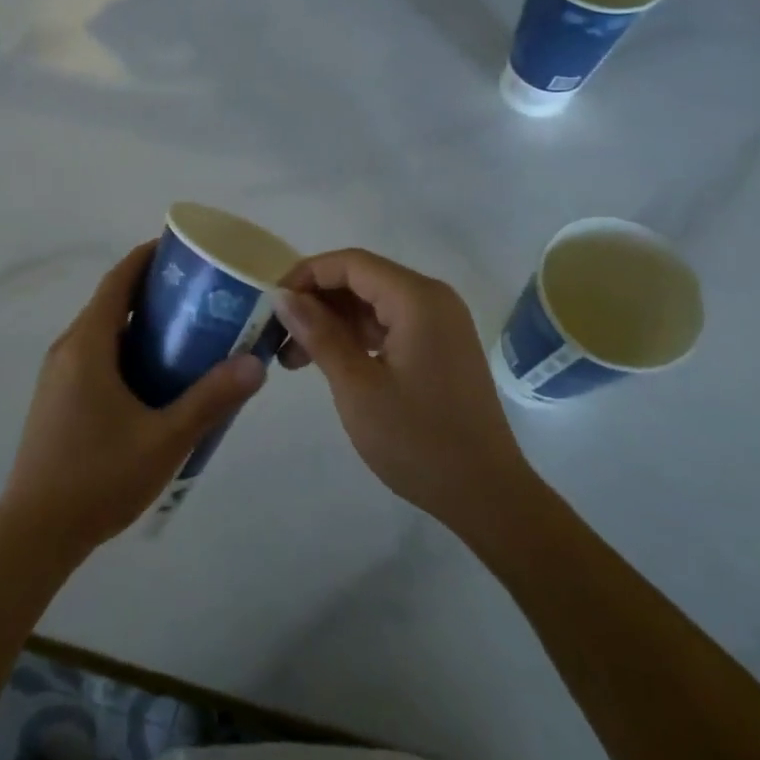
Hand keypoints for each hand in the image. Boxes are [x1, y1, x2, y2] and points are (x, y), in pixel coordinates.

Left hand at [0, 242, 266, 563]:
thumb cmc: (98, 477)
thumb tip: (255, 364)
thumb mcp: (164, 439)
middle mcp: (67, 349)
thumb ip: (210, 400)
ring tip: (185, 334)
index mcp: (87, 344)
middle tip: (198, 295)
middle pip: (111, 303)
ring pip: (102, 334)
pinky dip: (124, 351)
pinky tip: (154, 380)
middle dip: (151, 292)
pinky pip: (94, 357)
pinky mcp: (56, 400)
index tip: (179, 248)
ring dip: (138, 325)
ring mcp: (57, 376)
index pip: (117, 281)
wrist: (34, 533)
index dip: (146, 257)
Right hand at [275, 249, 527, 536]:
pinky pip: (389, 323)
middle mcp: (432, 299)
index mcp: (417, 298)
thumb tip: (282, 296)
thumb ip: (318, 333)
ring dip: (333, 322)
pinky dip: (357, 336)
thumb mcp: (356, 386)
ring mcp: (440, 323)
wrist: (487, 495)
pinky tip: (330, 362)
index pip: (350, 263)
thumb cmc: (418, 440)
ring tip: (295, 358)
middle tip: (279, 337)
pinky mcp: (440, 346)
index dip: (306, 275)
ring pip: (373, 303)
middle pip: (362, 279)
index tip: (272, 304)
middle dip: (317, 302)